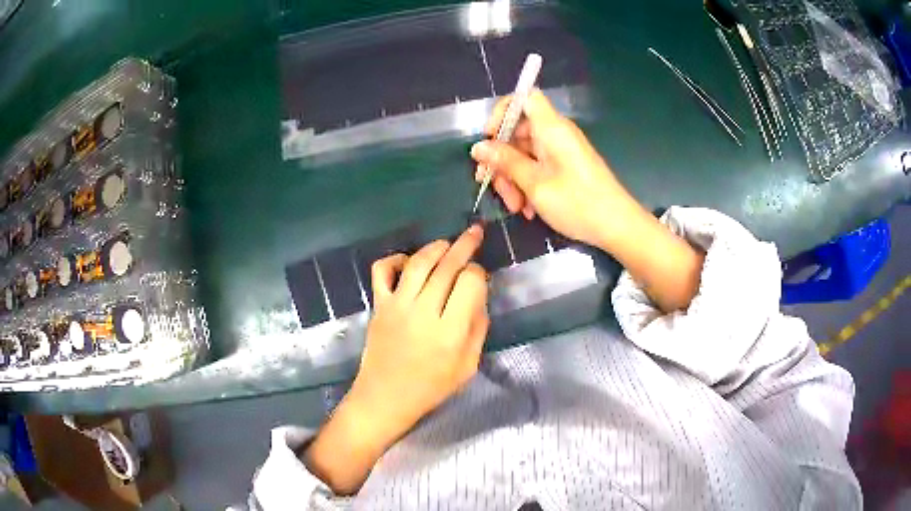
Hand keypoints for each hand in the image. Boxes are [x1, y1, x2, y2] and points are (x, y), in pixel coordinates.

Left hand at [352, 225, 488, 436]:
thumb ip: (477, 328)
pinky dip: (396, 259)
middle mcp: (423, 312)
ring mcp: (396, 306)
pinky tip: (409, 263)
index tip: (480, 277)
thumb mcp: (468, 366)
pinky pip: (382, 270)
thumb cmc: (430, 387)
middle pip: (447, 266)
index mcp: (450, 332)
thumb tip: (478, 295)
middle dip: (465, 245)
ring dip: (436, 247)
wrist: (385, 398)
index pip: (470, 282)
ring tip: (448, 244)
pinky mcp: (378, 305)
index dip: (479, 273)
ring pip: (419, 262)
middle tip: (475, 232)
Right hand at [470, 89, 644, 249]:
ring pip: (524, 153)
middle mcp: (556, 134)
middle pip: (518, 131)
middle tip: (491, 186)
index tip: (489, 137)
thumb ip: (505, 162)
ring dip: (513, 178)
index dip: (503, 111)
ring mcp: (561, 151)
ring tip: (515, 207)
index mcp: (551, 128)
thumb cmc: (578, 203)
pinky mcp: (565, 167)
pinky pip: (537, 167)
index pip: (525, 98)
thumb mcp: (535, 184)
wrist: (617, 227)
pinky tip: (528, 209)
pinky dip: (528, 184)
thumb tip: (478, 147)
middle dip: (502, 158)